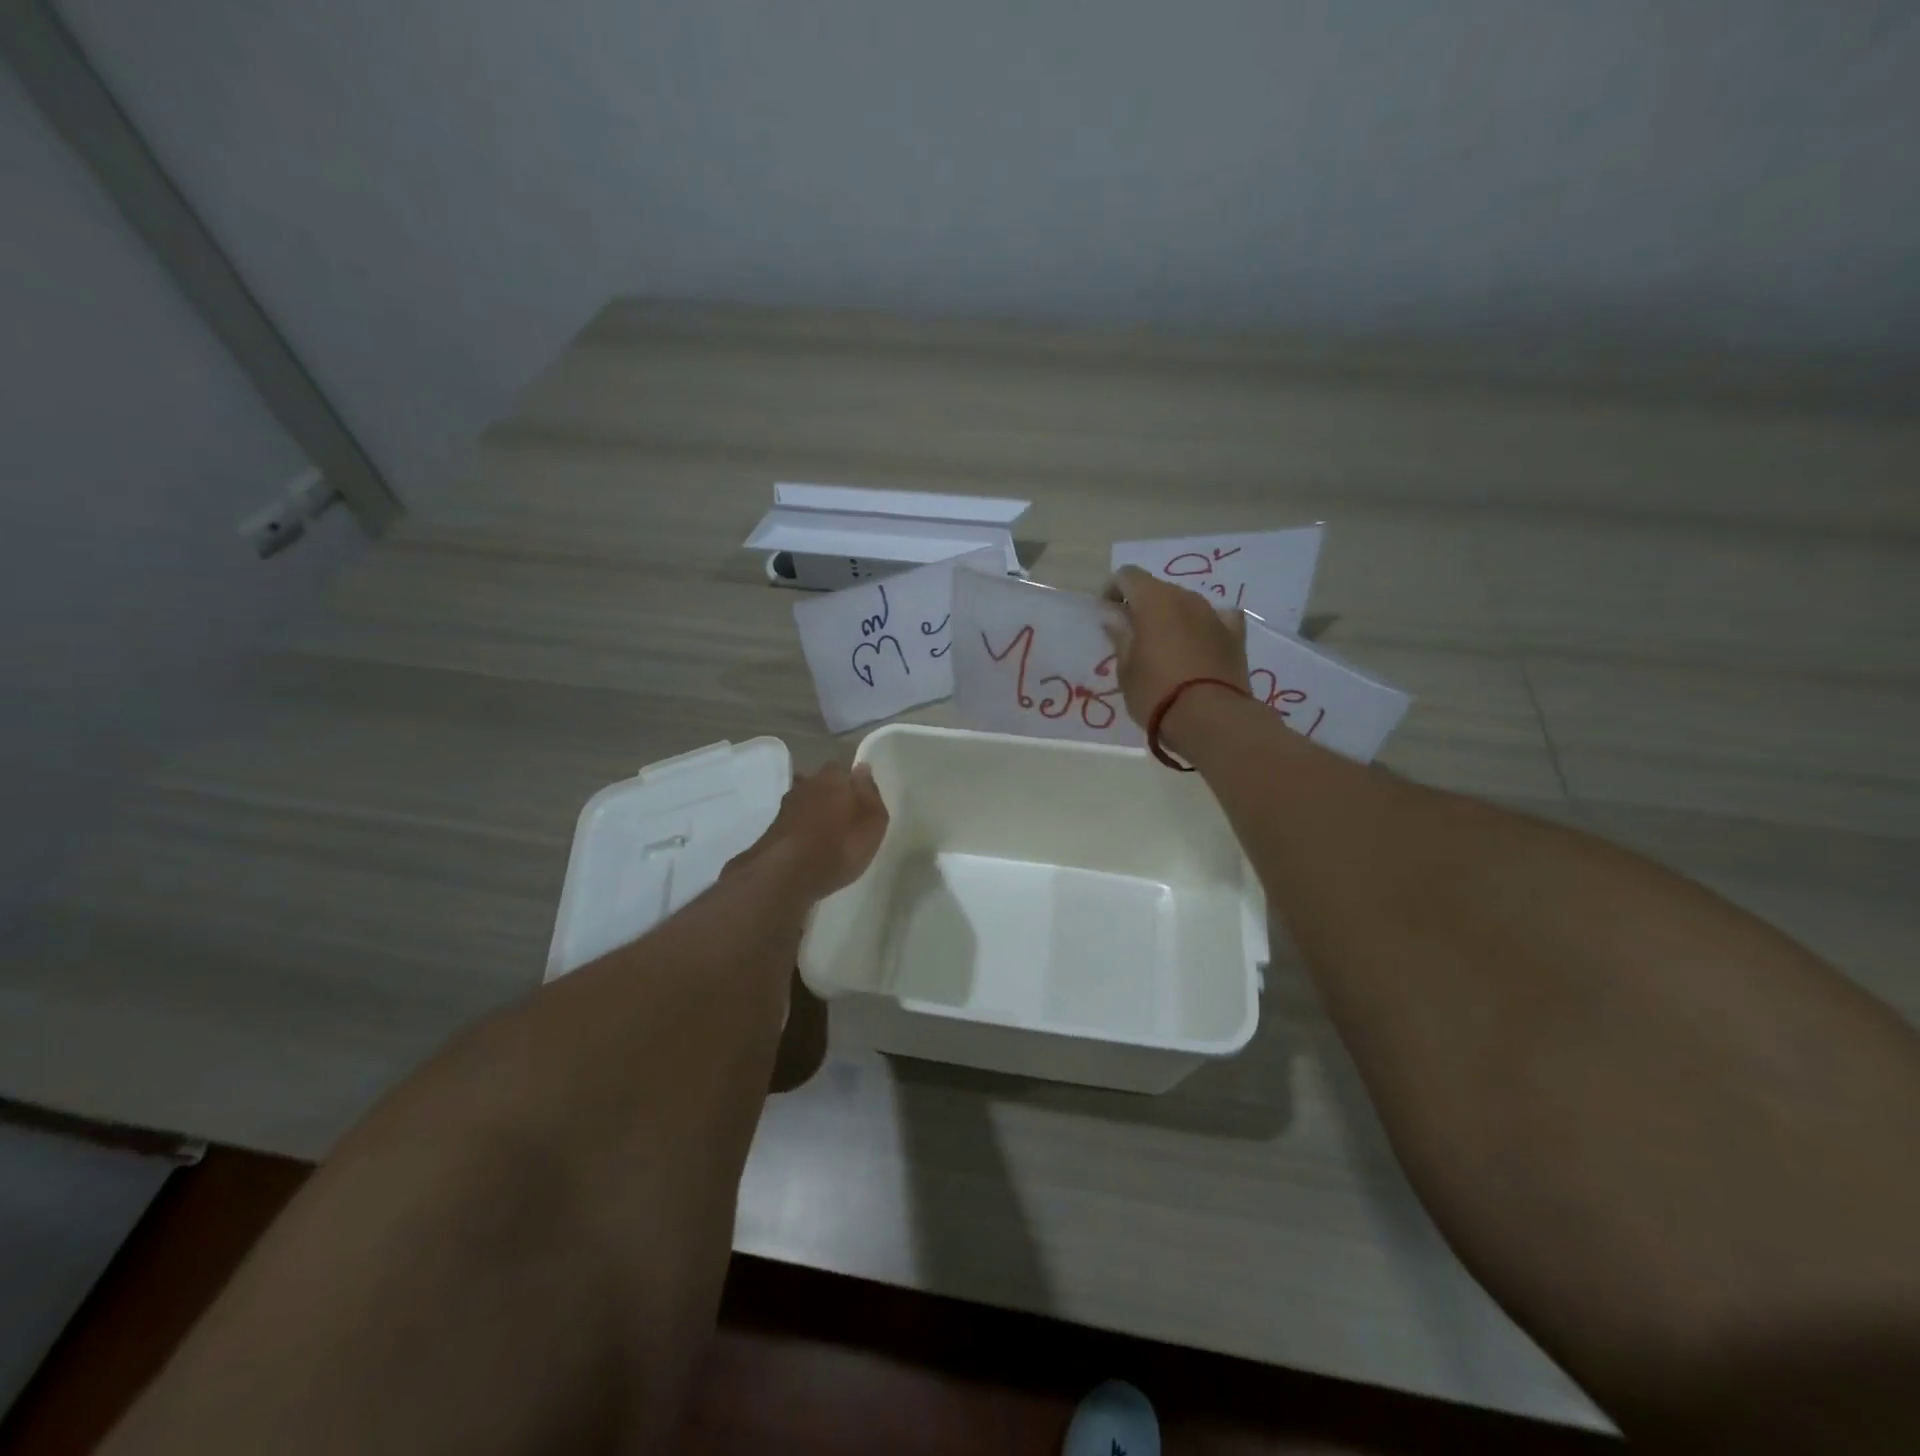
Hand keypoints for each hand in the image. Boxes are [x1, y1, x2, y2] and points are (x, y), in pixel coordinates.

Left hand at [738, 763, 888, 897]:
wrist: (785, 874)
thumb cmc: (839, 847)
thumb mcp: (872, 824)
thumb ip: (870, 794)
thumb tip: (863, 767)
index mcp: (833, 778)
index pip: (844, 770)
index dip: (852, 784)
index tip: (860, 802)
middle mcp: (807, 783)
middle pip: (822, 783)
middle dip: (831, 795)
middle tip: (845, 818)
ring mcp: (786, 805)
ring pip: (806, 801)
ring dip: (814, 812)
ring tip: (827, 834)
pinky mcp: (773, 827)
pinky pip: (794, 821)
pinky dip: (802, 828)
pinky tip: (809, 845)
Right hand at [1103, 566, 1249, 741]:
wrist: (1211, 719)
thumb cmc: (1156, 692)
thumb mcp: (1126, 668)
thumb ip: (1120, 636)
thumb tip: (1114, 615)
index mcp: (1154, 600)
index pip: (1128, 575)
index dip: (1113, 589)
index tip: (1106, 612)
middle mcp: (1186, 598)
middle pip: (1158, 589)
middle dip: (1142, 605)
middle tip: (1132, 635)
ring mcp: (1214, 615)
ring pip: (1187, 604)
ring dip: (1172, 616)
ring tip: (1164, 646)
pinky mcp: (1235, 635)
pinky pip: (1217, 619)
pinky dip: (1204, 626)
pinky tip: (1200, 642)